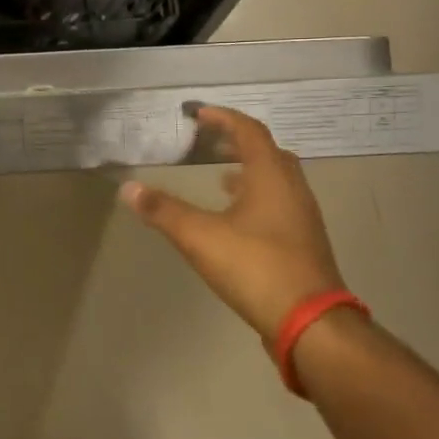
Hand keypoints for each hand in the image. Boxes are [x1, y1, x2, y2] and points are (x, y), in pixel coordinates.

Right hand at [121, 106, 346, 343]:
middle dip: (239, 143)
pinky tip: (237, 218)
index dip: (224, 119)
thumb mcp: (199, 237)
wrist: (311, 323)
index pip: (250, 132)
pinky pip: (280, 204)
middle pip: (270, 153)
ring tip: (220, 176)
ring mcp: (303, 219)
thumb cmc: (255, 268)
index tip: (199, 114)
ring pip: (278, 180)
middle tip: (210, 143)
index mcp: (271, 178)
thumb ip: (163, 211)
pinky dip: (257, 197)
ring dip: (250, 171)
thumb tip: (128, 188)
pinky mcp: (303, 244)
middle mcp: (293, 191)